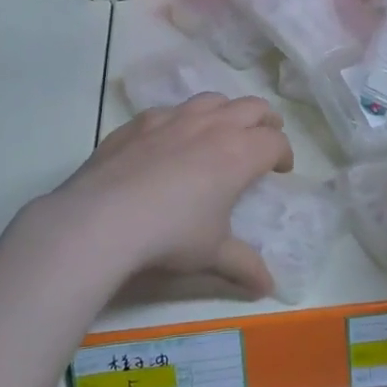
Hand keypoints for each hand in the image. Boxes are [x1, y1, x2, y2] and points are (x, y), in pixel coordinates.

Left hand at [21, 93, 292, 297]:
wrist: (103, 217)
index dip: (283, 154)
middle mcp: (212, 126)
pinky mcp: (140, 121)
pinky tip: (173, 138)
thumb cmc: (170, 235)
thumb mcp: (212, 254)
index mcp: (239, 153)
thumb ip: (243, 265)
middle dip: (265, 120)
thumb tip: (267, 287)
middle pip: (252, 107)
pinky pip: (171, 109)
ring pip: (212, 99)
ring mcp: (173, 118)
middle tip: (265, 138)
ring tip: (224, 129)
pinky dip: (183, 118)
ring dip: (227, 110)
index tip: (280, 169)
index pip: (274, 142)